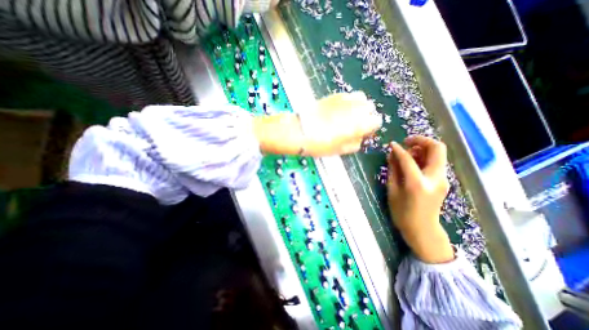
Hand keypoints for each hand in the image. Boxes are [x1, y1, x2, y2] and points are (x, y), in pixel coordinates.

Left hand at [301, 90, 384, 155]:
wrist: (302, 131)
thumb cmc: (322, 144)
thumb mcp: (343, 150)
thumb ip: (357, 143)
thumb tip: (360, 137)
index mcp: (362, 123)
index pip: (377, 121)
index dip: (370, 128)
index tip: (362, 133)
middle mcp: (357, 108)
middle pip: (370, 108)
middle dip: (365, 116)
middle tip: (353, 125)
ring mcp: (346, 99)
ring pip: (361, 99)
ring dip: (358, 107)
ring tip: (347, 116)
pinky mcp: (335, 95)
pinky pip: (348, 96)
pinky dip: (348, 102)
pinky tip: (338, 110)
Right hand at [388, 136, 454, 262]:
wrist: (423, 230)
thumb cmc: (402, 213)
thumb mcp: (393, 191)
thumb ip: (393, 170)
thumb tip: (392, 154)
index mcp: (418, 183)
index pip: (408, 159)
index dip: (398, 149)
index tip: (391, 144)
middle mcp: (435, 178)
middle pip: (437, 148)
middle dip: (421, 140)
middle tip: (406, 142)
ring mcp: (442, 179)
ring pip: (438, 154)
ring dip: (423, 148)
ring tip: (407, 153)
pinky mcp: (443, 181)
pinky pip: (436, 162)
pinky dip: (425, 157)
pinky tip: (413, 163)